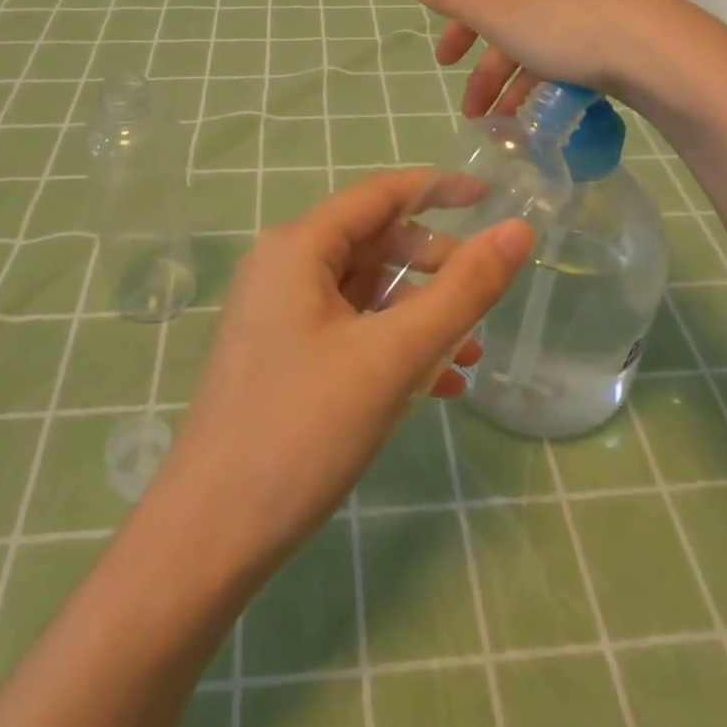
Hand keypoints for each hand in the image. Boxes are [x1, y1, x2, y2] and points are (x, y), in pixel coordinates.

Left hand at [148, 171, 533, 576]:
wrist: (208, 538)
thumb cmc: (302, 431)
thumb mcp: (394, 356)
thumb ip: (462, 290)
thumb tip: (517, 231)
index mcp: (298, 247)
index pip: (379, 194)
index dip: (438, 188)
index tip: (490, 197)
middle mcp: (282, 267)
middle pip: (373, 241)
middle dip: (434, 265)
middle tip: (483, 297)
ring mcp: (278, 313)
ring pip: (365, 290)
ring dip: (419, 312)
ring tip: (469, 353)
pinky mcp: (281, 355)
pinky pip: (349, 328)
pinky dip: (393, 343)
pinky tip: (435, 385)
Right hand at [407, 0, 709, 117]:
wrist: (656, 50)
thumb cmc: (564, 27)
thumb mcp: (497, 12)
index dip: (459, 27)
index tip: (444, 64)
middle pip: (510, 23)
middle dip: (486, 70)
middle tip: (472, 113)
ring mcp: (596, 6)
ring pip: (541, 46)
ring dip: (516, 85)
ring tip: (507, 125)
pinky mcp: (622, 36)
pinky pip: (573, 58)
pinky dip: (552, 84)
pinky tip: (550, 112)